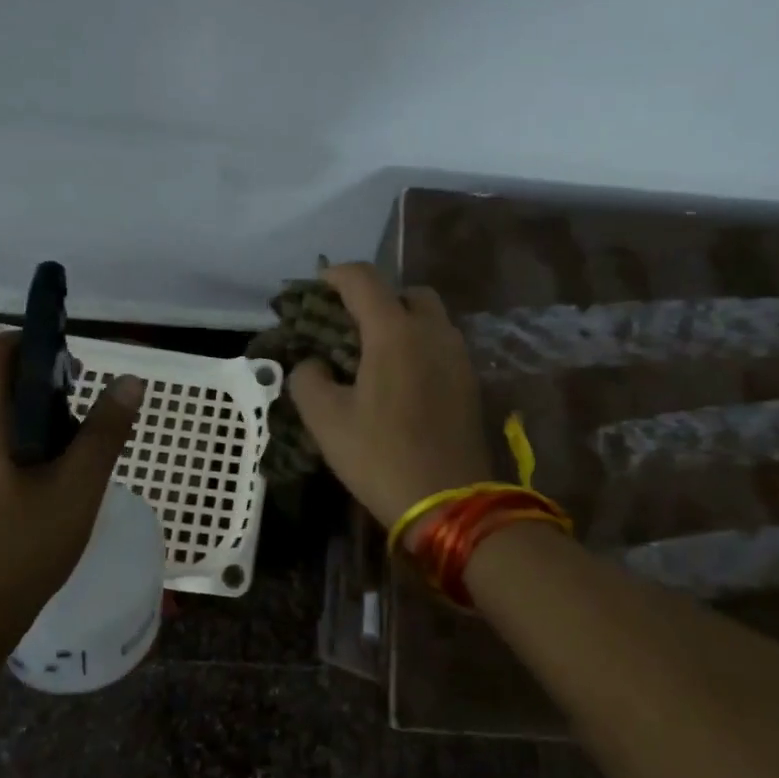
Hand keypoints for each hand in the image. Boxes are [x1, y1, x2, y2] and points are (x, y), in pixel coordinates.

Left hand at [0, 332, 144, 623]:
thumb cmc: (21, 549)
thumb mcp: (77, 488)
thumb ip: (105, 431)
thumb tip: (130, 381)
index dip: (33, 344)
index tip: (72, 367)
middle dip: (43, 394)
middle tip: (84, 426)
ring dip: (30, 429)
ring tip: (69, 466)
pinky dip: (12, 456)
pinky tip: (38, 497)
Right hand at [287, 262, 493, 532]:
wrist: (449, 502)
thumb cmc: (381, 457)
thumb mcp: (325, 421)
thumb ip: (308, 379)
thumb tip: (313, 364)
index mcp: (394, 332)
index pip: (363, 278)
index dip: (335, 275)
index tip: (315, 288)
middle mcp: (432, 331)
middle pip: (405, 292)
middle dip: (375, 298)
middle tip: (349, 326)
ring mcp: (457, 355)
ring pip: (428, 317)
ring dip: (400, 322)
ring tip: (373, 354)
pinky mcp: (470, 380)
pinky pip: (441, 344)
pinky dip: (418, 345)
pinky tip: (399, 379)